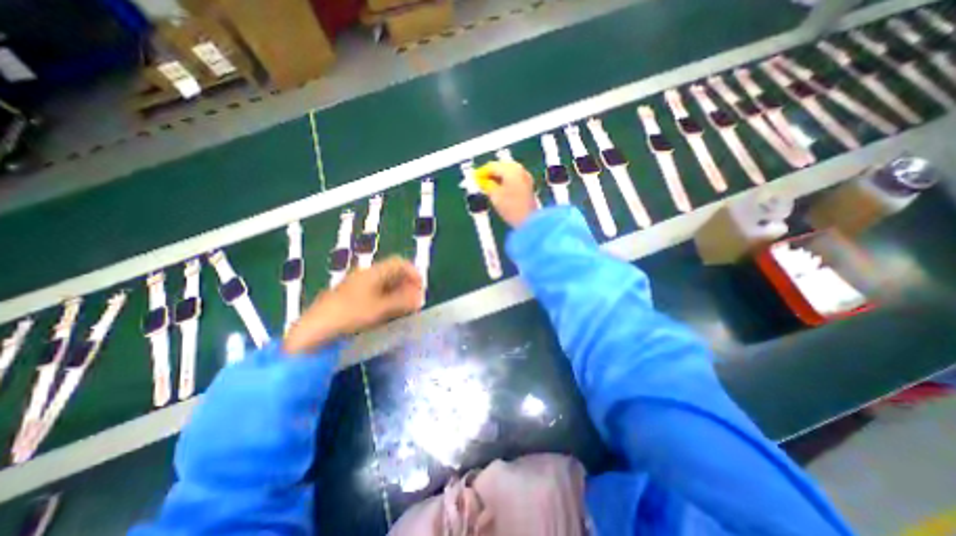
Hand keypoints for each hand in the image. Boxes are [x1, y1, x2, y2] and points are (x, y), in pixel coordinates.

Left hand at [280, 255, 420, 355]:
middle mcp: (365, 275)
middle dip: (407, 283)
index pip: (399, 263)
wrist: (312, 332)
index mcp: (372, 273)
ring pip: (384, 283)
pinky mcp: (350, 298)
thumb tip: (419, 297)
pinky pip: (375, 293)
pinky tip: (388, 312)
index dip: (413, 273)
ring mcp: (356, 286)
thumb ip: (402, 301)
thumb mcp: (380, 309)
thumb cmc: (349, 316)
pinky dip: (387, 299)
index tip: (421, 288)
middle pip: (392, 272)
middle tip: (415, 300)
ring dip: (398, 292)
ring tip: (405, 308)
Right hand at [486, 158, 535, 225]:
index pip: (492, 166)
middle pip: (501, 167)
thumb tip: (482, 181)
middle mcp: (520, 170)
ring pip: (507, 173)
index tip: (474, 179)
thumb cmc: (512, 208)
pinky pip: (513, 179)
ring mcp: (525, 177)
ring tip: (488, 188)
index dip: (481, 172)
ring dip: (497, 178)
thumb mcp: (494, 196)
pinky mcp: (528, 186)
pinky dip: (505, 182)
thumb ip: (486, 185)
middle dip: (490, 174)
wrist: (529, 221)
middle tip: (480, 183)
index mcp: (511, 169)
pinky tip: (499, 191)